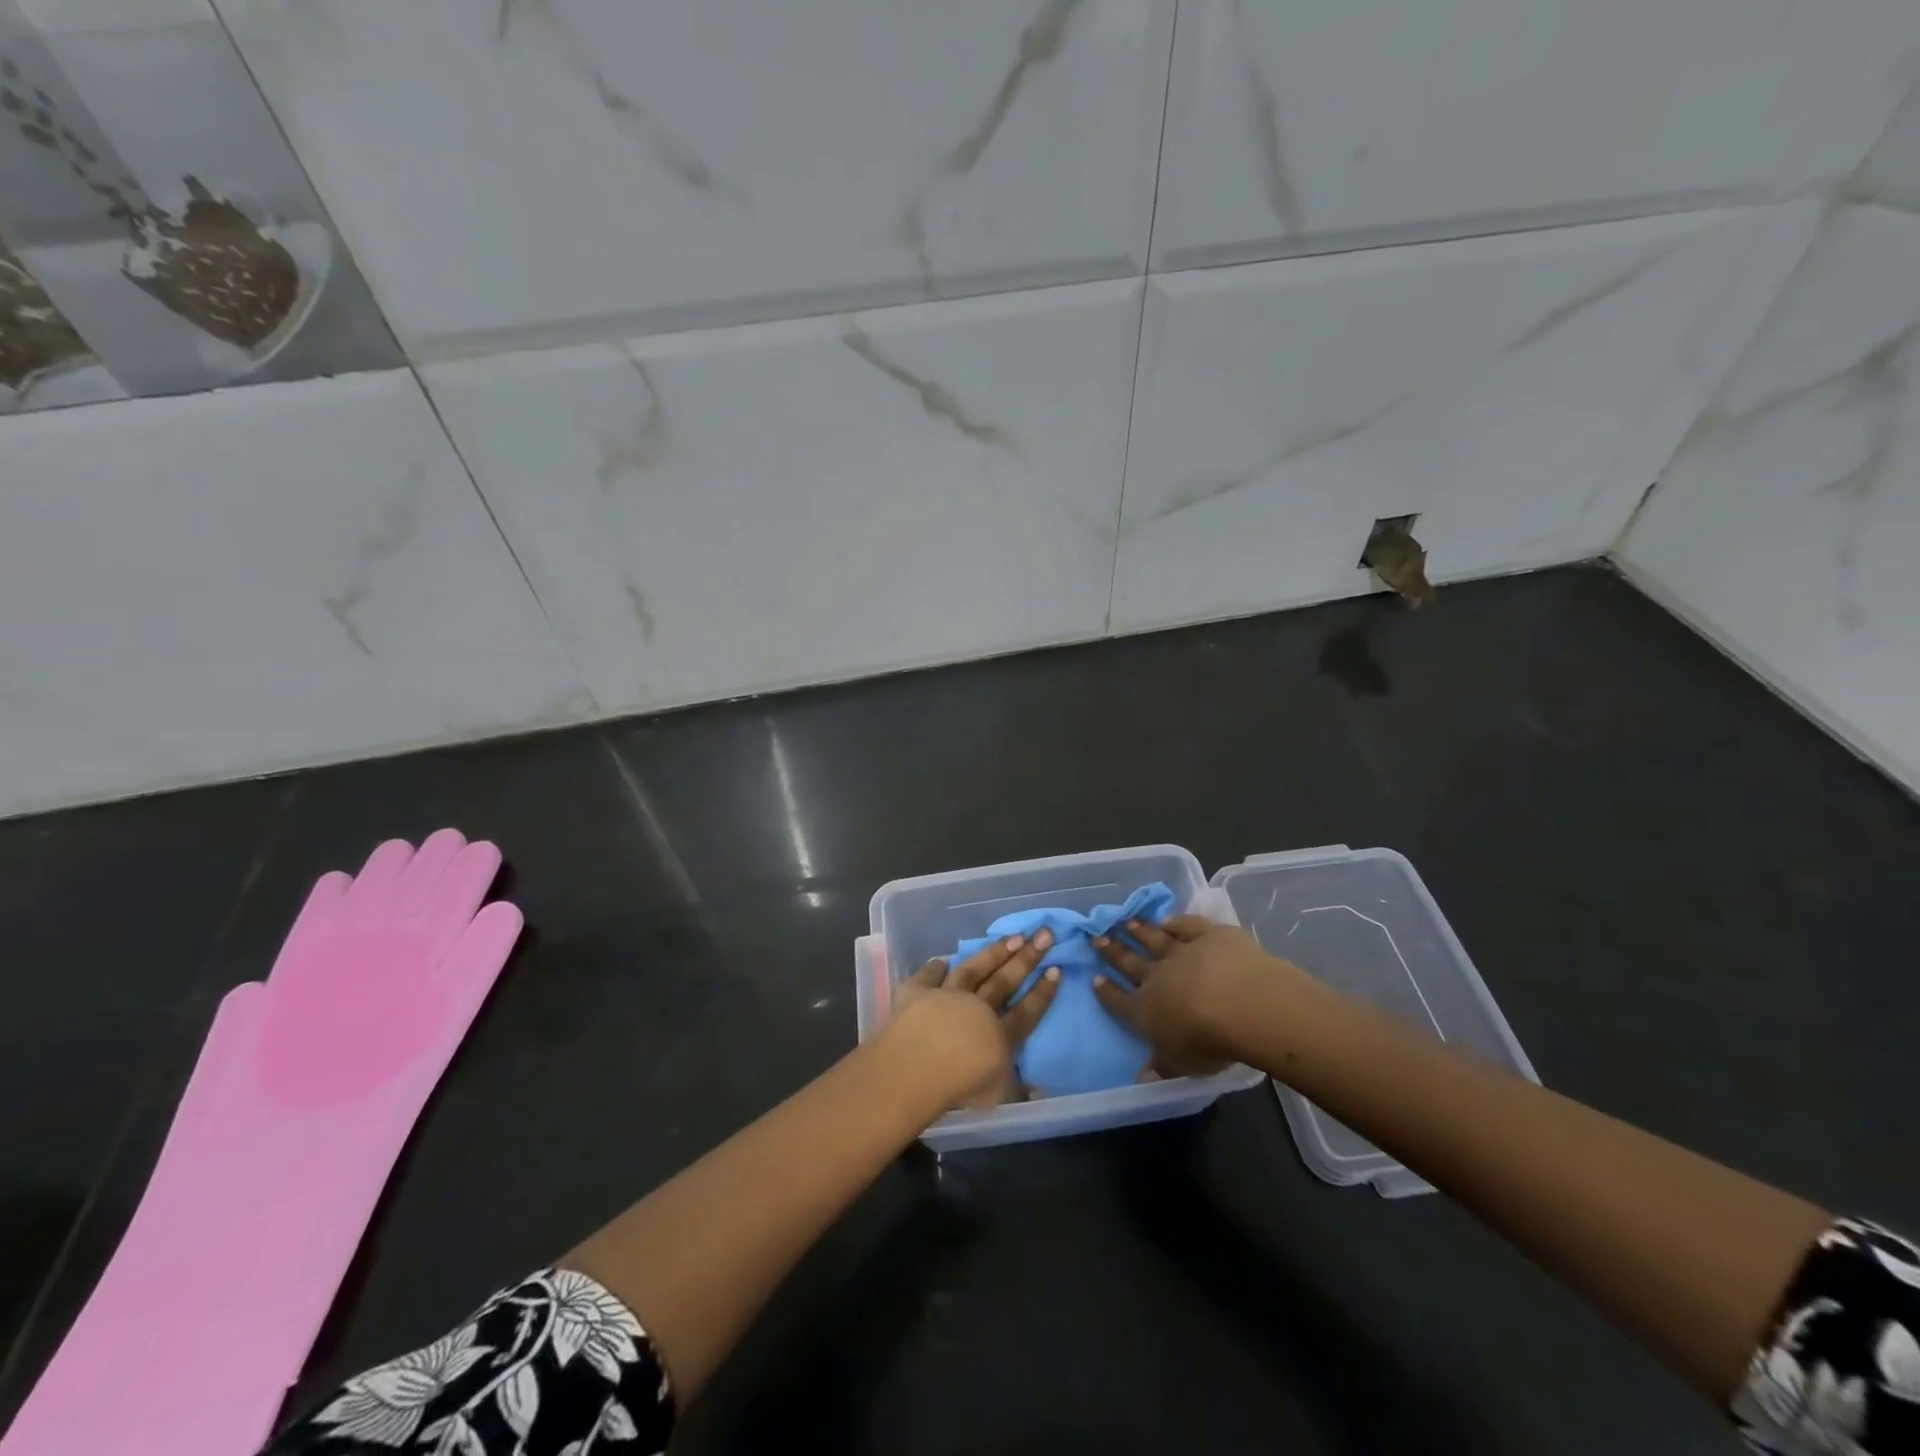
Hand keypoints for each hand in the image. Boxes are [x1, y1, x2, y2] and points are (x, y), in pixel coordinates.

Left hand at [889, 931, 1062, 1107]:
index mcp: (998, 1035)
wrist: (918, 1065)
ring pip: (973, 969)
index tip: (1057, 969)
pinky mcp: (916, 992)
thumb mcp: (996, 1097)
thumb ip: (1017, 1091)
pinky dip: (935, 967)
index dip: (1042, 992)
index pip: (1026, 1011)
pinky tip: (942, 959)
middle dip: (1027, 957)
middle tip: (1044, 933)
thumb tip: (1038, 1092)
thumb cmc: (960, 1086)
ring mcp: (946, 996)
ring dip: (993, 953)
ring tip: (1011, 937)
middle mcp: (976, 1008)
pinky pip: (928, 976)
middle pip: (1005, 981)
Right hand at [1092, 915, 1301, 1076]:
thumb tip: (1142, 1078)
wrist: (1241, 1003)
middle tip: (1097, 937)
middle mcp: (1158, 977)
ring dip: (1139, 931)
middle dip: (1112, 951)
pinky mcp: (1209, 936)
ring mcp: (1183, 952)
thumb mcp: (1183, 1065)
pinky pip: (1188, 926)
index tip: (1094, 978)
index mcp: (1146, 1011)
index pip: (1120, 1001)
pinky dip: (1176, 921)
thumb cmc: (1208, 1042)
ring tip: (1126, 922)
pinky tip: (1168, 918)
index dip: (1107, 992)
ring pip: (1155, 939)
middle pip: (1129, 962)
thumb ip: (1162, 1066)